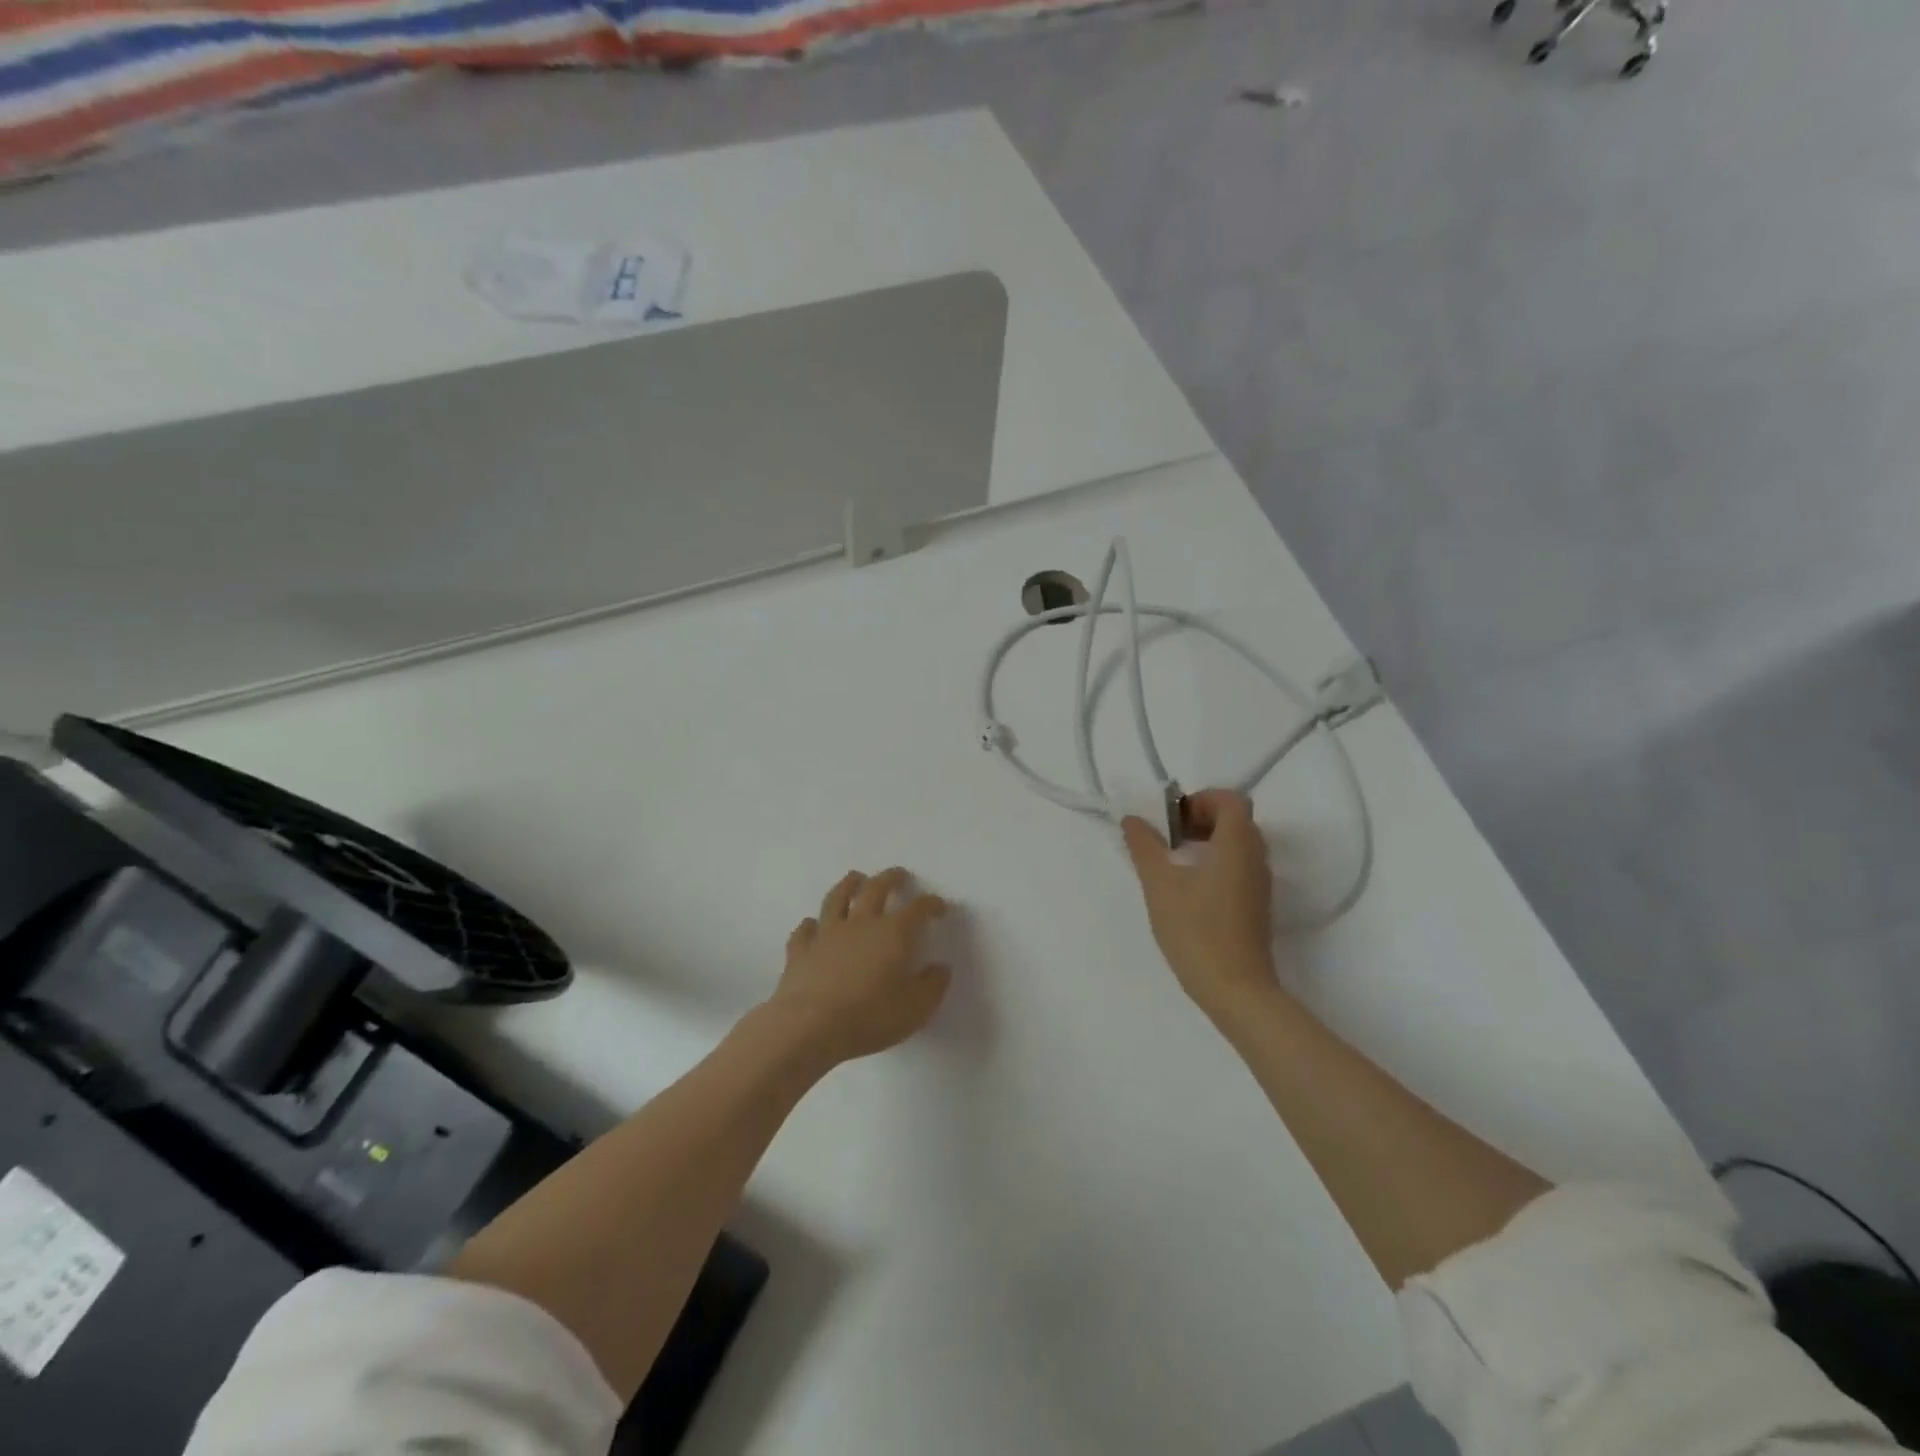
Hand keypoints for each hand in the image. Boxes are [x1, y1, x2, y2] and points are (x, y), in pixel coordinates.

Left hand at [766, 867, 951, 1065]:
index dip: (931, 904)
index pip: (917, 909)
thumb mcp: (916, 1009)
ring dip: (848, 885)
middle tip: (899, 875)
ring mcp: (827, 934)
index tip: (939, 907)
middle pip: (876, 889)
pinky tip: (812, 924)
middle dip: (891, 878)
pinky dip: (810, 924)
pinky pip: (805, 929)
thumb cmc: (870, 1017)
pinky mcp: (801, 950)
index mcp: (893, 933)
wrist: (810, 1027)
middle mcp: (861, 924)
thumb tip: (941, 968)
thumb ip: (932, 986)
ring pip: (837, 898)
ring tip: (856, 878)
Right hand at [1122, 790, 1276, 1018]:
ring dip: (1208, 842)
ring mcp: (1260, 884)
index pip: (1231, 800)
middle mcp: (1256, 858)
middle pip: (1236, 820)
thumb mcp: (1160, 885)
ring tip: (1174, 863)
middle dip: (1201, 819)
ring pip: (1238, 845)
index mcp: (1237, 844)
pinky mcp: (1257, 906)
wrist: (1236, 990)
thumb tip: (1133, 819)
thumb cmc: (1196, 930)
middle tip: (1169, 837)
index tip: (1173, 819)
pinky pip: (1239, 868)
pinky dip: (1216, 864)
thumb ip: (1145, 846)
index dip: (1202, 799)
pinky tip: (1188, 889)